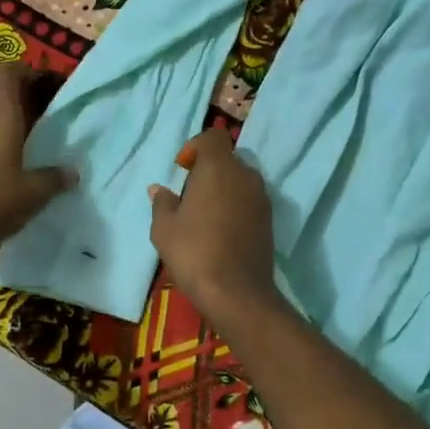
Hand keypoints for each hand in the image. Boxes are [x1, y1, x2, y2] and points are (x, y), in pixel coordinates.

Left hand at [0, 63, 73, 253]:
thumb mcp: (33, 193)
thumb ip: (55, 179)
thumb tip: (73, 173)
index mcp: (1, 117)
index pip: (6, 73)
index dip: (25, 71)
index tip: (46, 84)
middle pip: (4, 101)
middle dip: (29, 108)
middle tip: (54, 126)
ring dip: (14, 133)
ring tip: (38, 154)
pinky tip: (13, 176)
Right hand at [148, 128, 282, 325]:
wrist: (236, 292)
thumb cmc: (194, 252)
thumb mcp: (164, 228)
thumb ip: (162, 202)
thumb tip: (159, 189)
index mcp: (219, 167)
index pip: (213, 136)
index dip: (196, 147)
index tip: (183, 170)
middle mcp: (245, 174)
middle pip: (226, 158)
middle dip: (208, 170)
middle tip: (189, 197)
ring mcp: (261, 196)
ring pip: (239, 179)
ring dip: (223, 189)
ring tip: (204, 217)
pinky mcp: (270, 218)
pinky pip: (249, 199)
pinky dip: (235, 205)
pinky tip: (221, 231)